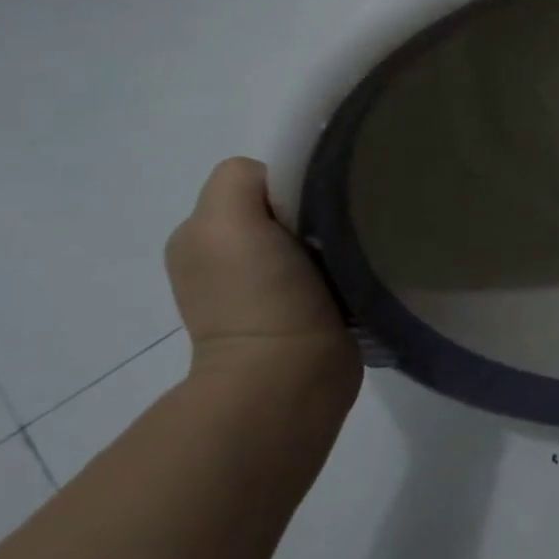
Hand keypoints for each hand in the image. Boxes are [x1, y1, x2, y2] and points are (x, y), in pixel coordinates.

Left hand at [166, 158, 360, 389]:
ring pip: (312, 236)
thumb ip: (242, 181)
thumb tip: (292, 186)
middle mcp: (227, 258)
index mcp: (203, 234)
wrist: (287, 378)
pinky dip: (344, 267)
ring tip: (354, 254)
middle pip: (288, 206)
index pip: (261, 180)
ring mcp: (265, 289)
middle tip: (341, 230)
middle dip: (316, 210)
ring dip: (334, 239)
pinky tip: (355, 277)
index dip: (293, 183)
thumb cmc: (259, 296)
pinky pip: (329, 268)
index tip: (319, 205)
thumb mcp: (226, 220)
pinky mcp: (304, 312)